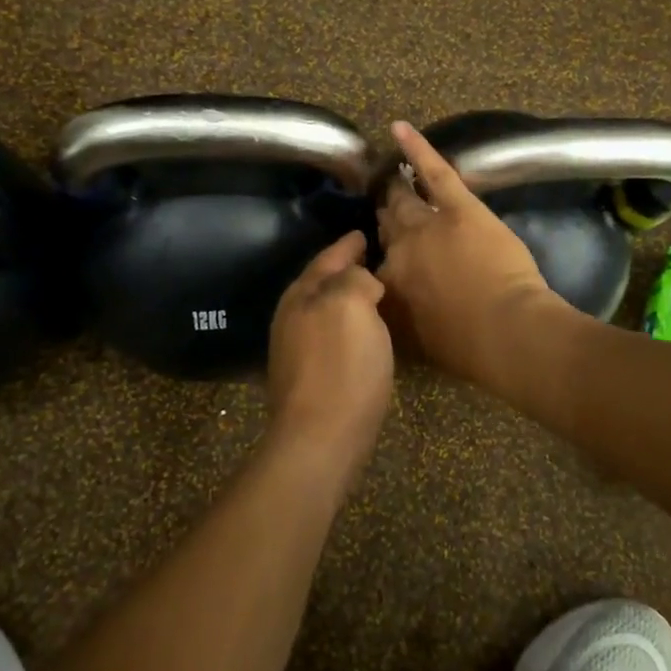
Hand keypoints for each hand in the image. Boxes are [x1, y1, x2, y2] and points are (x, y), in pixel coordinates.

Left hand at [265, 231, 393, 473]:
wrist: (322, 438)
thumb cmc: (341, 365)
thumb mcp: (351, 304)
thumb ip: (355, 278)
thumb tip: (362, 280)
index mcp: (302, 294)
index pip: (328, 258)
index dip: (348, 244)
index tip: (365, 232)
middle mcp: (293, 317)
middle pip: (322, 283)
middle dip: (345, 270)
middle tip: (373, 258)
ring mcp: (297, 349)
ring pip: (326, 310)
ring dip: (348, 299)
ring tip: (376, 292)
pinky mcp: (309, 377)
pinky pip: (332, 336)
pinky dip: (349, 326)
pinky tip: (367, 333)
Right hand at [375, 122, 561, 386]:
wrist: (504, 331)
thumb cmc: (464, 347)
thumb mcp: (415, 341)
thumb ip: (395, 315)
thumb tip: (387, 299)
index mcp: (385, 284)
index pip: (372, 265)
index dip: (380, 258)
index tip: (386, 257)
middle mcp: (397, 249)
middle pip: (386, 225)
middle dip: (385, 216)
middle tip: (386, 208)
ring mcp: (425, 223)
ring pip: (403, 199)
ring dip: (396, 188)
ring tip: (390, 176)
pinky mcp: (457, 206)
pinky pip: (432, 170)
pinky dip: (416, 147)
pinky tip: (399, 129)